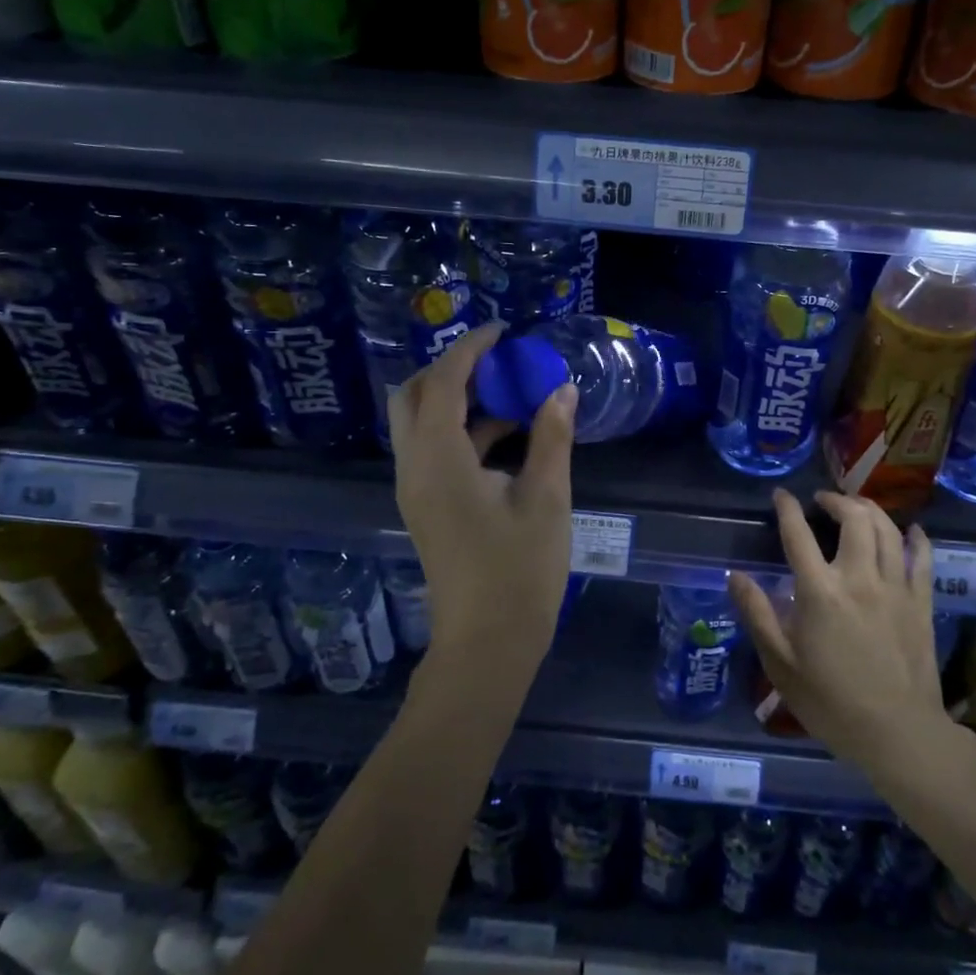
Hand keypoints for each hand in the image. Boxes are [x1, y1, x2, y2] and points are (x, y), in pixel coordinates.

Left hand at [389, 321, 577, 673]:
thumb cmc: (520, 570)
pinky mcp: (426, 506)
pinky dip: (463, 429)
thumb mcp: (546, 497)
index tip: (503, 331)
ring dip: (458, 399)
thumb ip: (552, 437)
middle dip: (451, 369)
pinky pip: (434, 449)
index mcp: (438, 460)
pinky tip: (509, 435)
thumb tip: (562, 389)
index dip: (470, 349)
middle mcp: (414, 468)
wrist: (488, 643)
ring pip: (421, 423)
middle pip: (414, 396)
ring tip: (511, 392)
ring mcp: (416, 489)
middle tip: (498, 362)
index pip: (442, 382)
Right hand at [730, 490, 956, 782]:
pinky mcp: (921, 603)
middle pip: (853, 518)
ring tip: (856, 508)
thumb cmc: (831, 702)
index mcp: (820, 591)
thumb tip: (735, 576)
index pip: (798, 535)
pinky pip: (922, 559)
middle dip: (836, 500)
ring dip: (870, 510)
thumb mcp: (781, 664)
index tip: (781, 495)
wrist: (898, 733)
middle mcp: (859, 578)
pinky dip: (916, 539)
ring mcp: (895, 587)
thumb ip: (757, 614)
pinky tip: (912, 531)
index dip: (787, 509)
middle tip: (823, 500)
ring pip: (888, 530)